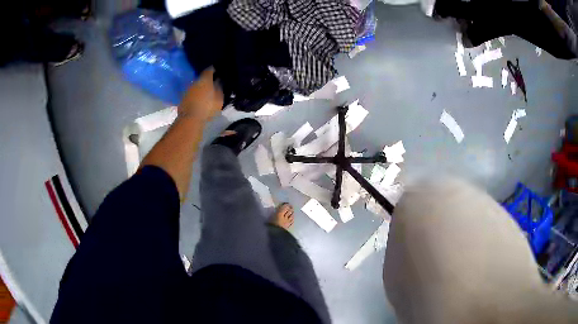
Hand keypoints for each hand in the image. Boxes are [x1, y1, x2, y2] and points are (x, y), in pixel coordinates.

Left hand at [178, 68, 223, 122]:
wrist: (190, 119)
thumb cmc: (207, 108)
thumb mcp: (219, 99)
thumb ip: (219, 89)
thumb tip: (219, 82)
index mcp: (205, 80)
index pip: (209, 69)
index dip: (214, 69)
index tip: (217, 71)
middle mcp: (195, 81)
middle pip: (202, 78)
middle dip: (207, 80)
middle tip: (213, 84)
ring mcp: (188, 89)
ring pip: (196, 86)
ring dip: (200, 88)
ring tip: (206, 93)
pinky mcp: (183, 97)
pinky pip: (192, 93)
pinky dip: (195, 95)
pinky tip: (198, 100)